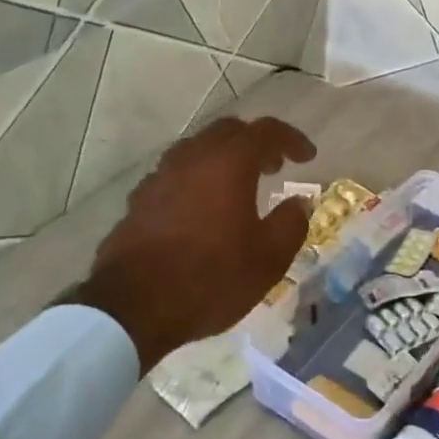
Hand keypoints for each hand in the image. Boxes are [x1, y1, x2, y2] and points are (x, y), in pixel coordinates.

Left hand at [71, 116, 317, 371]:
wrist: (131, 307)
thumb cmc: (210, 278)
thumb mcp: (268, 259)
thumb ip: (290, 224)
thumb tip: (299, 203)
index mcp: (229, 163)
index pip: (266, 131)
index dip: (291, 139)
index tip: (307, 156)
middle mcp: (193, 158)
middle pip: (228, 131)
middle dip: (255, 143)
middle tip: (274, 166)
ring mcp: (160, 176)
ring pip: (197, 149)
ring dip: (223, 158)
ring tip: (238, 186)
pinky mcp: (139, 200)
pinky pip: (175, 174)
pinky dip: (196, 179)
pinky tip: (201, 208)